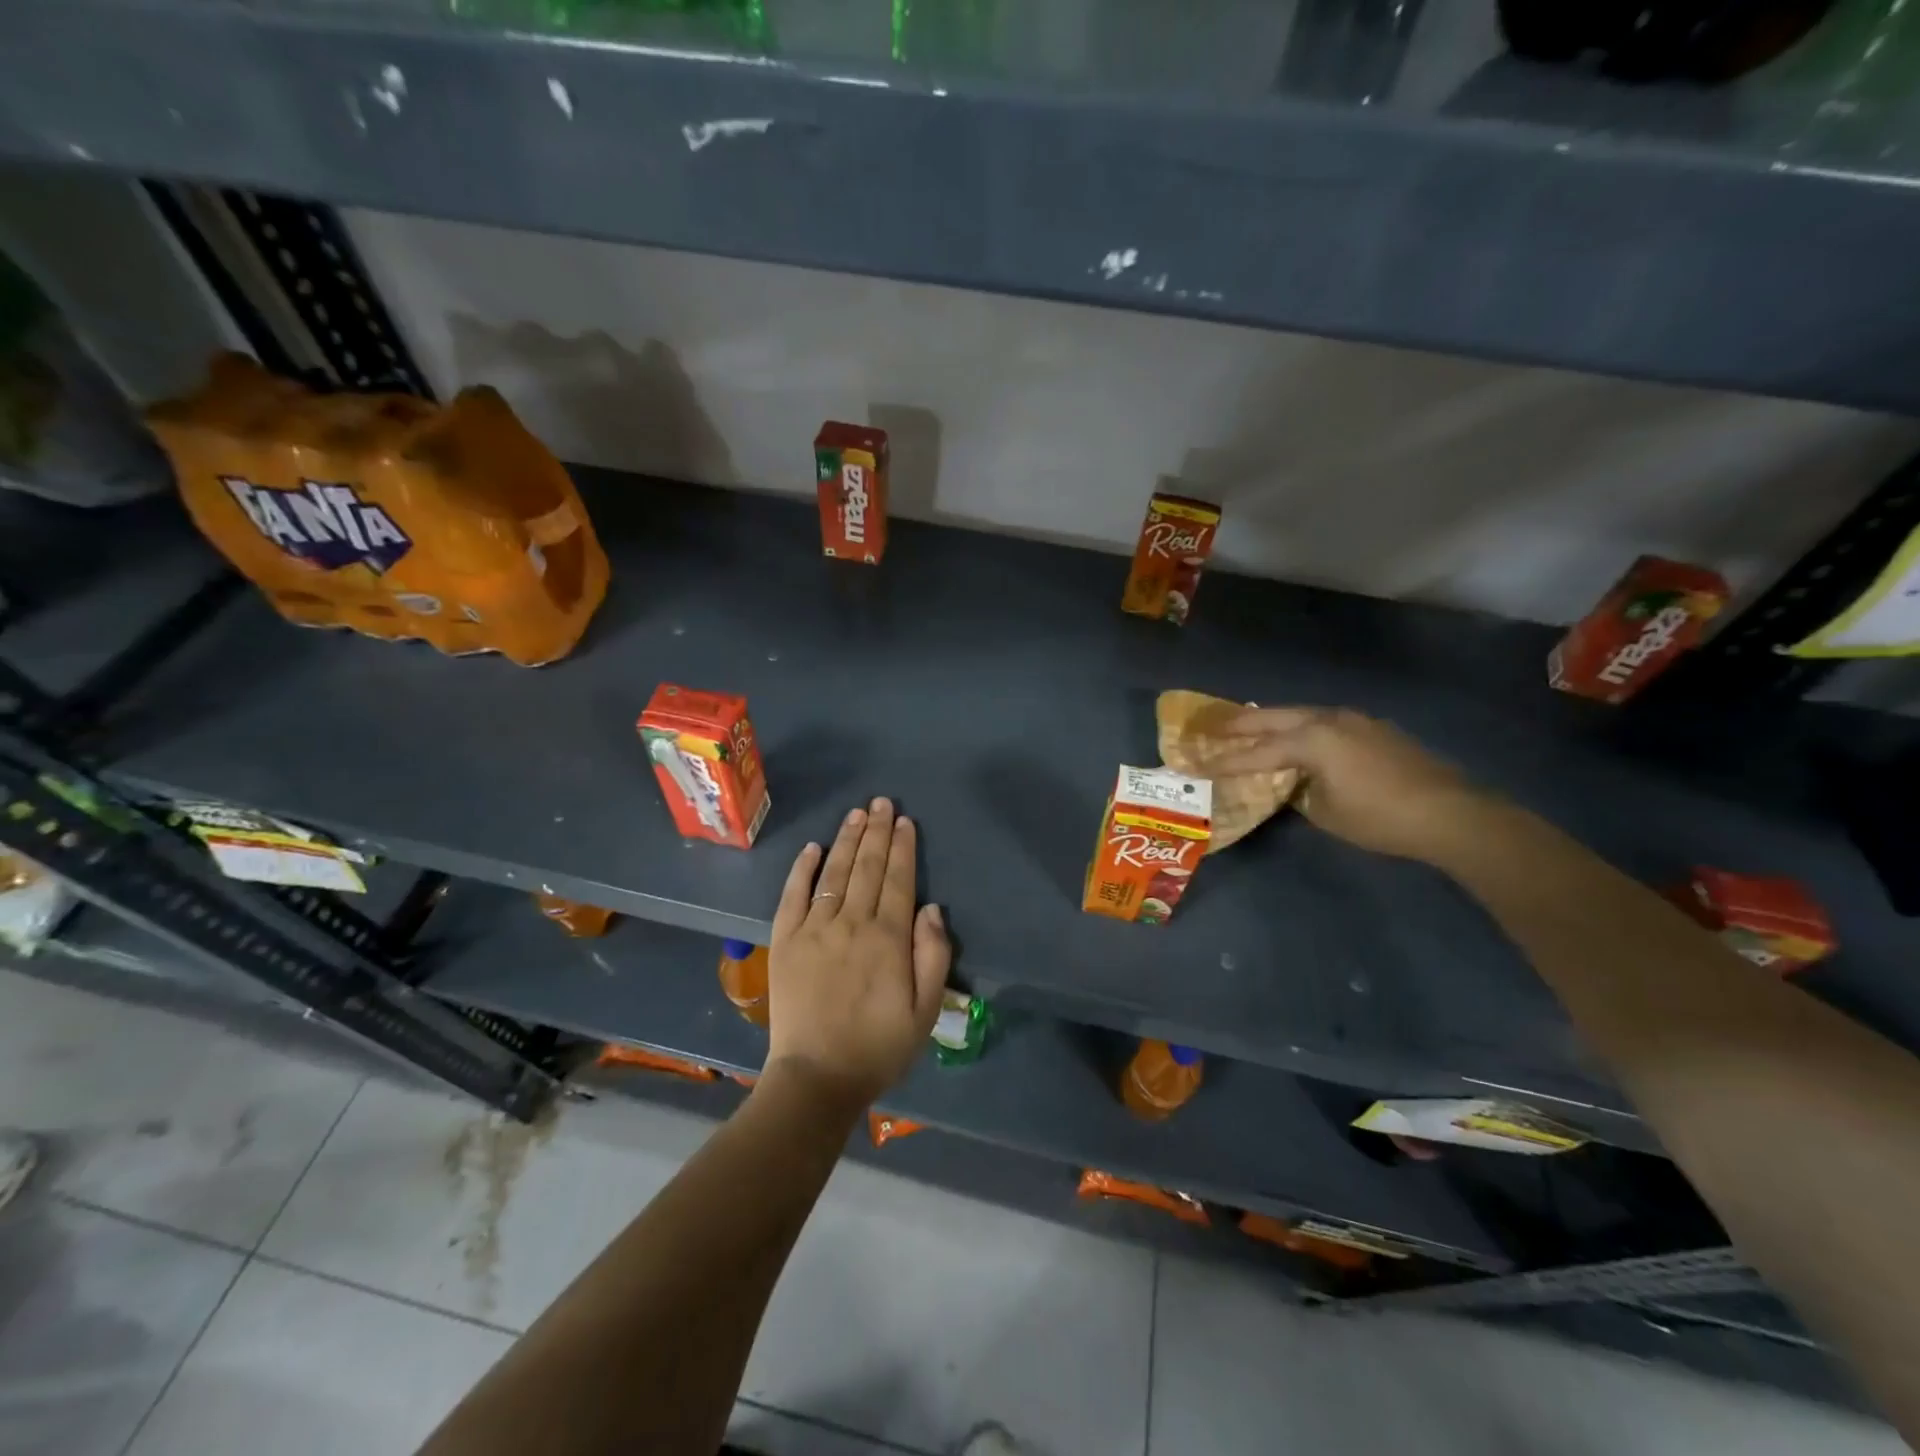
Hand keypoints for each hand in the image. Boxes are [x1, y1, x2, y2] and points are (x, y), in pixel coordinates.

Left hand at [766, 798, 951, 1110]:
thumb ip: (933, 956)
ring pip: (834, 873)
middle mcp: (851, 923)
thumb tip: (932, 908)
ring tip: (857, 814)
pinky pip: (793, 895)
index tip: (905, 821)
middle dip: (877, 832)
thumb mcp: (925, 1011)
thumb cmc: (877, 1048)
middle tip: (882, 802)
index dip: (903, 848)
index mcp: (888, 939)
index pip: (898, 880)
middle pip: (868, 868)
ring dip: (847, 840)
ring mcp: (814, 929)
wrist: (816, 1078)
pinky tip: (812, 847)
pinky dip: (802, 869)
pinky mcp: (786, 941)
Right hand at [1195, 706, 1488, 862]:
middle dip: (1240, 724)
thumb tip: (1291, 783)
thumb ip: (1298, 791)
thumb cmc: (1379, 817)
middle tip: (1210, 726)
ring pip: (1300, 715)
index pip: (1256, 752)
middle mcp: (1329, 720)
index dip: (1224, 761)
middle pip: (1274, 718)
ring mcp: (1355, 720)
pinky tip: (1299, 740)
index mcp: (1311, 740)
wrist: (1451, 813)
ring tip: (1250, 727)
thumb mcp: (1325, 811)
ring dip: (1273, 722)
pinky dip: (1302, 729)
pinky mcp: (1374, 729)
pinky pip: (1324, 723)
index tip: (1195, 763)